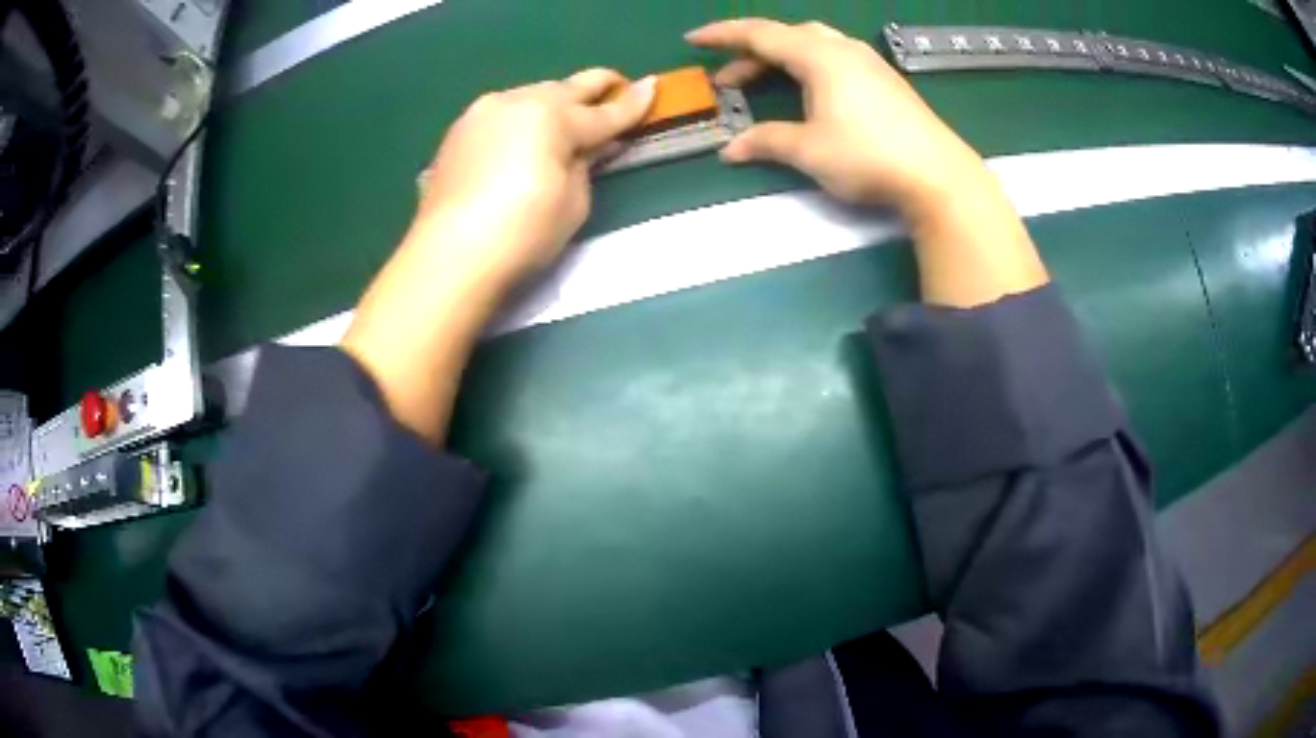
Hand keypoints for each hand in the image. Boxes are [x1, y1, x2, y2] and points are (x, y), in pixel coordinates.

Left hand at [342, 69, 654, 443]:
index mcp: (552, 117)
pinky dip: (523, 119)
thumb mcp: (573, 201)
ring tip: (570, 117)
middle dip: (596, 87)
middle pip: (566, 88)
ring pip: (532, 96)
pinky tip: (527, 135)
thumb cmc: (523, 233)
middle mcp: (517, 101)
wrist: (449, 256)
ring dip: (556, 102)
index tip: (653, 87)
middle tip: (617, 87)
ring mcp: (484, 112)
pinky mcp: (459, 130)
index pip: (604, 112)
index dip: (632, 104)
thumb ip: (587, 163)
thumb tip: (594, 145)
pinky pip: (504, 113)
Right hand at [686, 19, 987, 214]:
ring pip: (813, 45)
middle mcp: (843, 49)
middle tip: (729, 80)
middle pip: (787, 36)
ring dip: (782, 60)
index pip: (760, 34)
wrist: (937, 175)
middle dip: (752, 53)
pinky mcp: (885, 80)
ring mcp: (869, 63)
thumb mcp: (809, 150)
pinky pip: (835, 58)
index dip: (723, 35)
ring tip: (765, 83)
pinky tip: (809, 92)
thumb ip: (767, 142)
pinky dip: (808, 68)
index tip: (693, 40)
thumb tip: (731, 149)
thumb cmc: (868, 156)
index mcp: (819, 56)